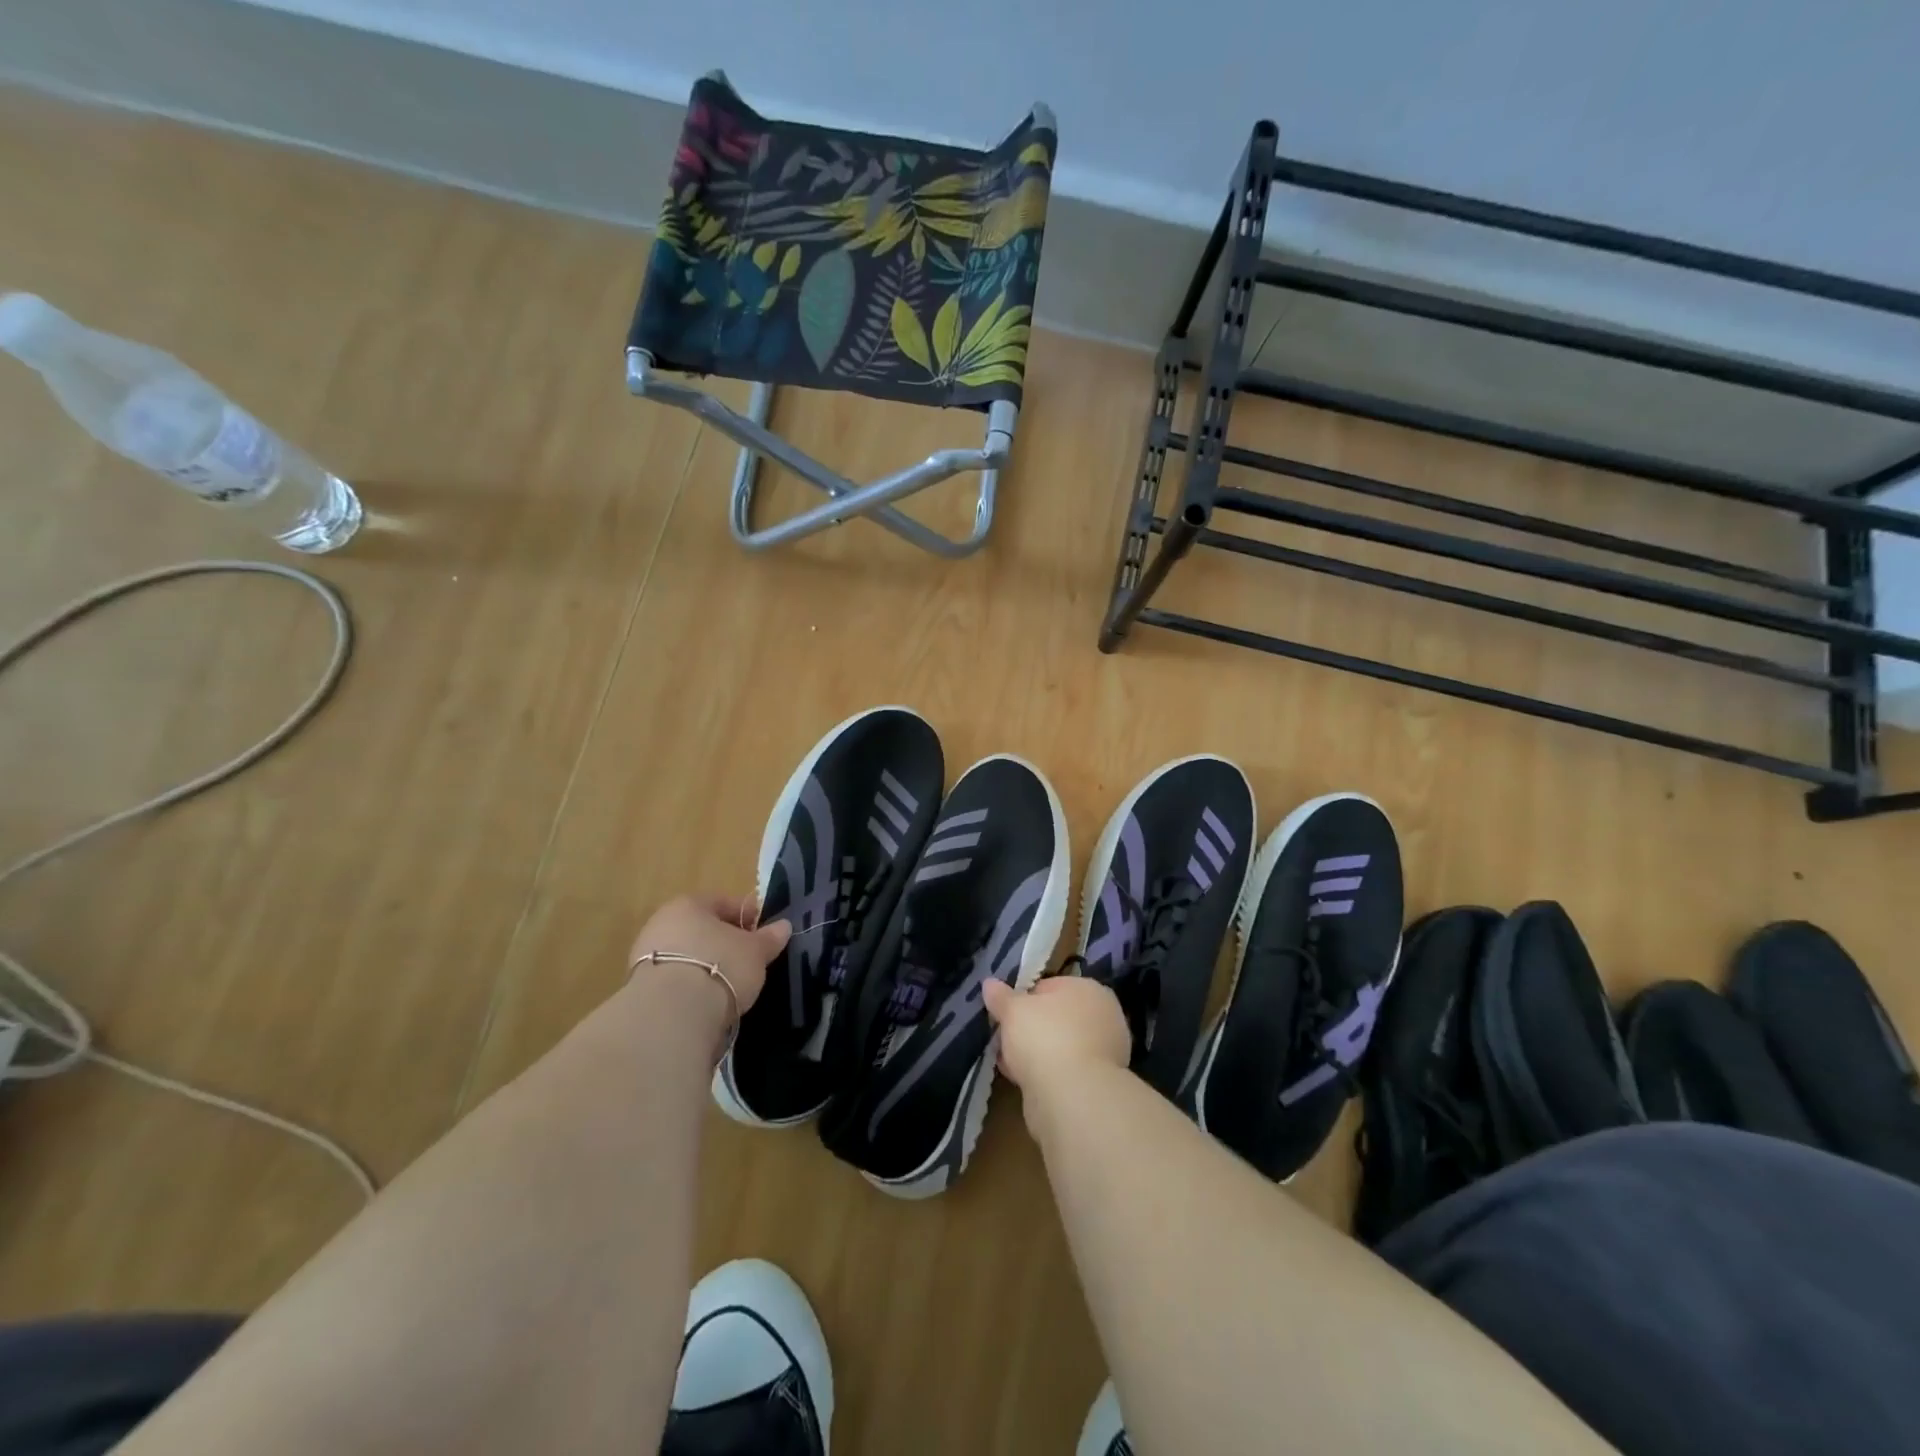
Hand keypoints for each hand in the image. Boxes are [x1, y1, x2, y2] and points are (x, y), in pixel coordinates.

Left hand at [628, 894, 791, 1019]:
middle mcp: (662, 923)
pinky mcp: (639, 988)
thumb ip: (769, 937)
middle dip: (724, 942)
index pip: (724, 902)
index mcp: (689, 904)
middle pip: (701, 929)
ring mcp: (645, 956)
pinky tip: (706, 1002)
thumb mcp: (755, 951)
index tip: (763, 936)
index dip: (747, 917)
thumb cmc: (720, 966)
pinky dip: (690, 986)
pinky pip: (674, 980)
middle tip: (747, 960)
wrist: (671, 1014)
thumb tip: (783, 926)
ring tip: (729, 985)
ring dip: (705, 965)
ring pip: (686, 954)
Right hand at [982, 975, 1130, 1089]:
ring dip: (1036, 1053)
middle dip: (1030, 1028)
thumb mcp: (1013, 1010)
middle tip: (1005, 1038)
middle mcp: (1104, 1017)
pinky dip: (1045, 1074)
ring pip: (1059, 1046)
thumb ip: (1000, 996)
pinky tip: (1021, 1081)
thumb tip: (989, 983)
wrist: (1072, 1097)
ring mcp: (1105, 1053)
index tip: (1005, 1013)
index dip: (1024, 998)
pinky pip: (1063, 1071)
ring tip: (1008, 1062)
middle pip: (1056, 1017)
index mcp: (1089, 989)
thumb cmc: (1044, 1037)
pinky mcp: (1097, 1084)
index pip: (1050, 986)